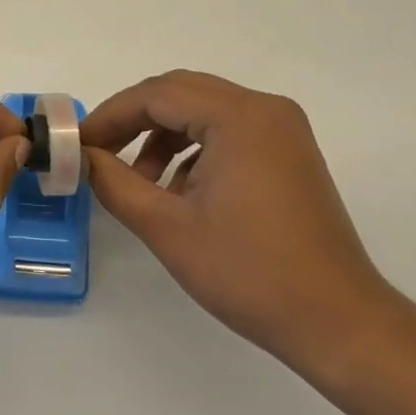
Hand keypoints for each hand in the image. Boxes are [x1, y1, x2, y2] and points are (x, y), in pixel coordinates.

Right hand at [81, 70, 394, 377]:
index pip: (157, 95)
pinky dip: (193, 149)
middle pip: (181, 92)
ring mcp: (283, 130)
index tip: (78, 145)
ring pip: (203, 110)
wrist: (337, 322)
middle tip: (99, 152)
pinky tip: (179, 191)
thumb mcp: (168, 228)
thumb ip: (115, 183)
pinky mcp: (289, 153)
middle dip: (133, 120)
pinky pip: (227, 131)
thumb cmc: (249, 272)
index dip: (110, 116)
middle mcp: (265, 109)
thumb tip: (83, 157)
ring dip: (163, 135)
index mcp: (240, 117)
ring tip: (140, 181)